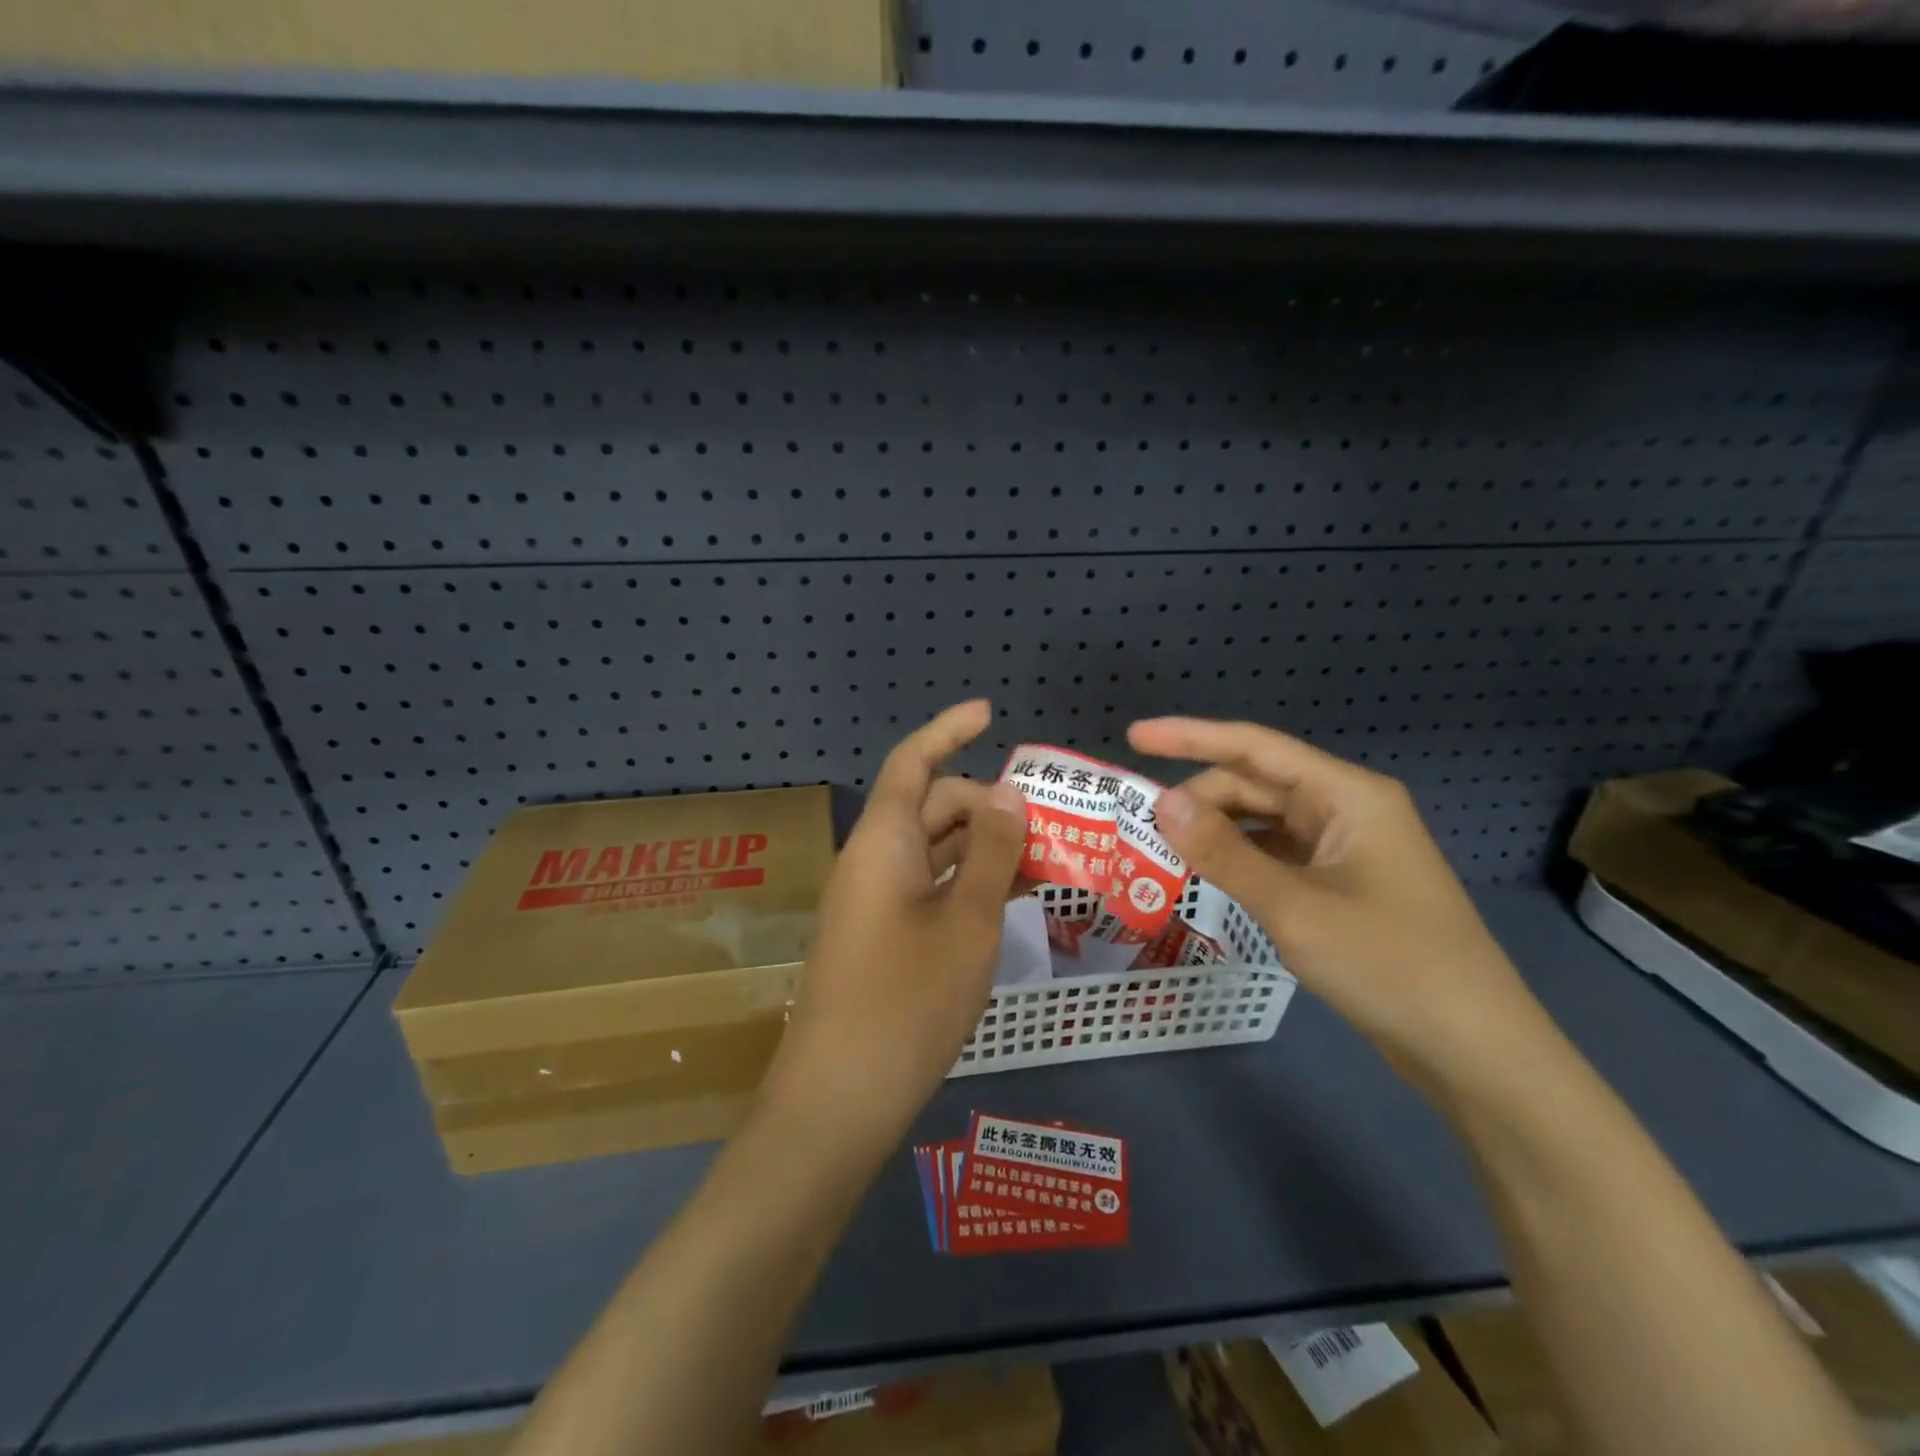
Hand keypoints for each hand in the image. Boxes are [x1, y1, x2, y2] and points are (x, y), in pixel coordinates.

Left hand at [762, 700, 1025, 1154]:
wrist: (840, 1099)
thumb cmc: (908, 1000)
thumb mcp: (968, 920)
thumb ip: (991, 851)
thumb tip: (1007, 791)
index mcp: (883, 841)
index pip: (913, 762)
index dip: (948, 729)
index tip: (990, 713)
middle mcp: (873, 860)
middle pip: (932, 806)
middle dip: (989, 804)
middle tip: (1052, 824)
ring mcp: (875, 901)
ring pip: (935, 850)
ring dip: (985, 847)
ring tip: (1048, 858)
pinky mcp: (883, 936)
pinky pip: (930, 887)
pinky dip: (969, 883)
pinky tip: (1013, 898)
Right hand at [1128, 716, 1545, 1083]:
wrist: (1475, 1051)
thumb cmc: (1389, 965)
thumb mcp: (1293, 906)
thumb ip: (1224, 852)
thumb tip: (1161, 803)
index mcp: (1347, 795)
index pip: (1254, 748)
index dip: (1190, 737)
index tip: (1135, 736)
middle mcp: (1347, 810)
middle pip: (1257, 785)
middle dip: (1199, 798)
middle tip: (1142, 825)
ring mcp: (1348, 849)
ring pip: (1265, 822)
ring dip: (1216, 831)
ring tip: (1163, 849)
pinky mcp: (1343, 885)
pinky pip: (1278, 856)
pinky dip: (1240, 860)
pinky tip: (1208, 876)